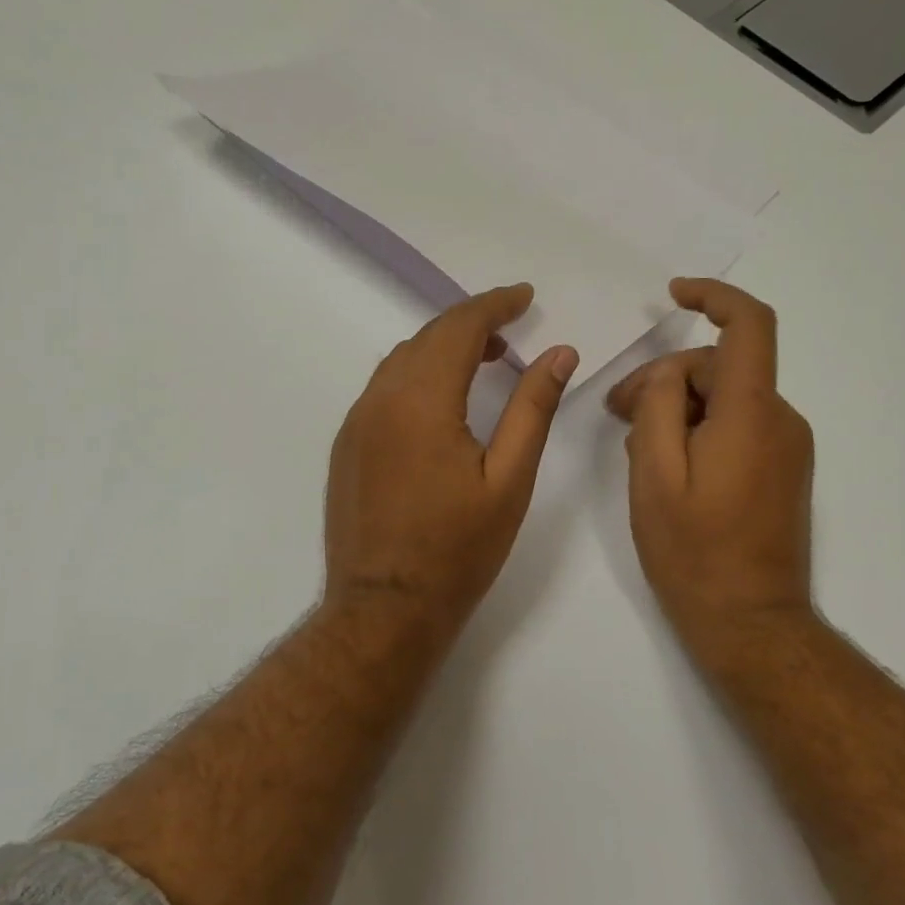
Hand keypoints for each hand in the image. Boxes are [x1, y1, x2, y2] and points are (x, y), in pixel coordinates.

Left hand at [323, 284, 578, 649]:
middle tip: (510, 330)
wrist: (385, 608)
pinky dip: (415, 376)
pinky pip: (382, 390)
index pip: (457, 326)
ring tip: (483, 360)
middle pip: (426, 337)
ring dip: (441, 348)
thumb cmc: (457, 549)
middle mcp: (379, 399)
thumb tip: (558, 352)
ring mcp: (355, 423)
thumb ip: (532, 408)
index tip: (525, 296)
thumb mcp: (509, 479)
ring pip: (400, 361)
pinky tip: (440, 402)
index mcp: (421, 400)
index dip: (494, 304)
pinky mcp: (346, 447)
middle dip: (470, 323)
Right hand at [606, 278, 814, 658]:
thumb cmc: (693, 550)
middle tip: (614, 413)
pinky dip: (699, 429)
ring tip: (636, 448)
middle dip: (664, 379)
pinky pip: (736, 426)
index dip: (714, 296)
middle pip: (720, 368)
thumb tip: (664, 376)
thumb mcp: (654, 474)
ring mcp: (786, 446)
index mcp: (751, 414)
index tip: (674, 294)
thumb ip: (656, 407)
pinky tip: (667, 465)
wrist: (750, 621)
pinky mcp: (782, 468)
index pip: (749, 326)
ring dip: (678, 408)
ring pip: (725, 398)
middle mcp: (780, 420)